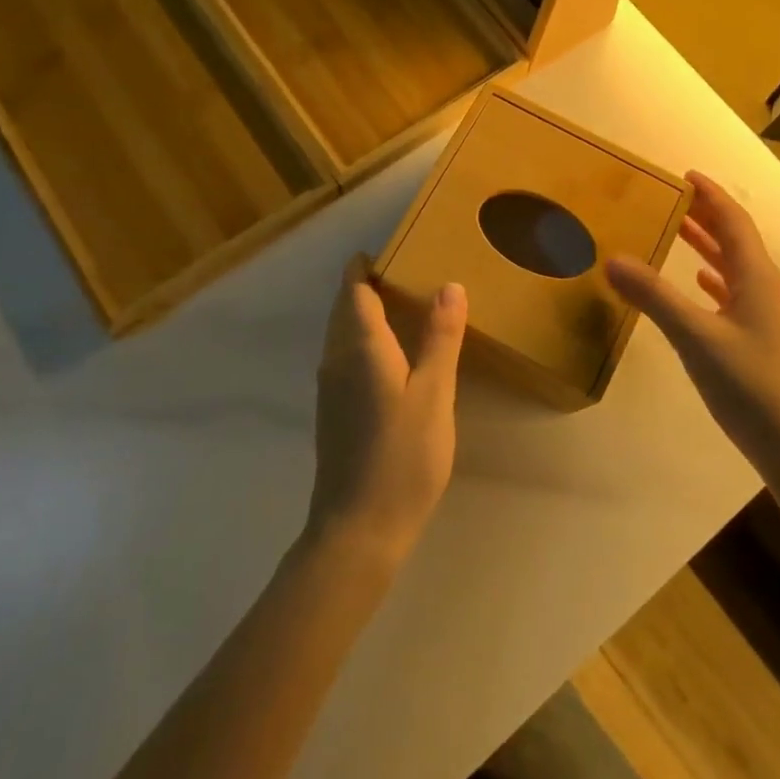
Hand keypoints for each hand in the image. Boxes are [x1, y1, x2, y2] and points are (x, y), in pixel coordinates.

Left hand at [306, 255, 466, 564]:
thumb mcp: (433, 394)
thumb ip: (441, 338)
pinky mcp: (333, 411)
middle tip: (407, 270)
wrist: (357, 529)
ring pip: (342, 333)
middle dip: (366, 284)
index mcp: (359, 347)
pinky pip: (345, 356)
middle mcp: (336, 359)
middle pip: (345, 308)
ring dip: (364, 312)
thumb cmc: (401, 457)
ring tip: (404, 305)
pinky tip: (393, 355)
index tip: (391, 249)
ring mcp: (330, 388)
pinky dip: (364, 339)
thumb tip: (449, 285)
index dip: (365, 266)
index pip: (353, 289)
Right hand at [607, 172, 779, 483]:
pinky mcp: (765, 340)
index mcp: (758, 279)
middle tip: (673, 199)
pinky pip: (738, 293)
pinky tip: (700, 284)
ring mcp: (769, 316)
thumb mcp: (696, 339)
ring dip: (710, 246)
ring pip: (737, 267)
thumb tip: (613, 258)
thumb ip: (654, 297)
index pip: (734, 222)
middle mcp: (768, 289)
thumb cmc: (750, 386)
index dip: (711, 195)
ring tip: (680, 233)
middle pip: (737, 240)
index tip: (685, 175)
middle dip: (707, 217)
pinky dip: (716, 280)